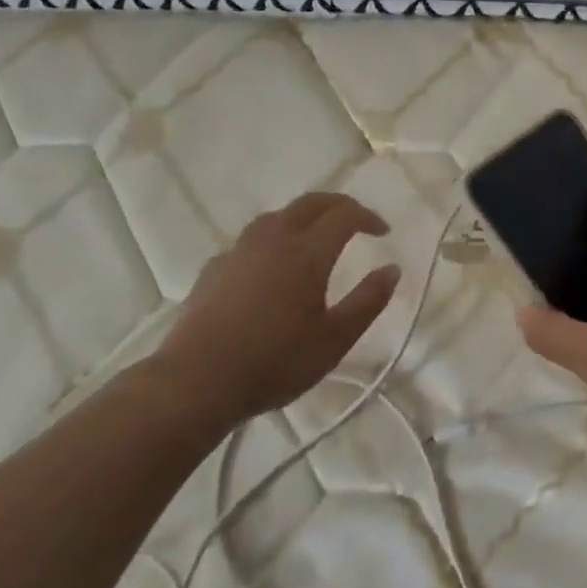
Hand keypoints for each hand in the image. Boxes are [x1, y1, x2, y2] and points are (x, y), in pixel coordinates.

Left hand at [150, 193, 401, 427]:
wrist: (194, 383)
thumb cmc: (274, 362)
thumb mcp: (335, 339)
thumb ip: (368, 300)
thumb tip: (392, 269)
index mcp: (307, 253)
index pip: (344, 215)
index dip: (368, 217)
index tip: (383, 233)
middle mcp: (273, 240)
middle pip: (309, 203)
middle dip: (338, 205)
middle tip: (356, 220)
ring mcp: (238, 252)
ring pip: (276, 216)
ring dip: (303, 217)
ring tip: (315, 237)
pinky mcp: (213, 270)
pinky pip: (250, 240)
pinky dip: (273, 239)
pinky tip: (271, 266)